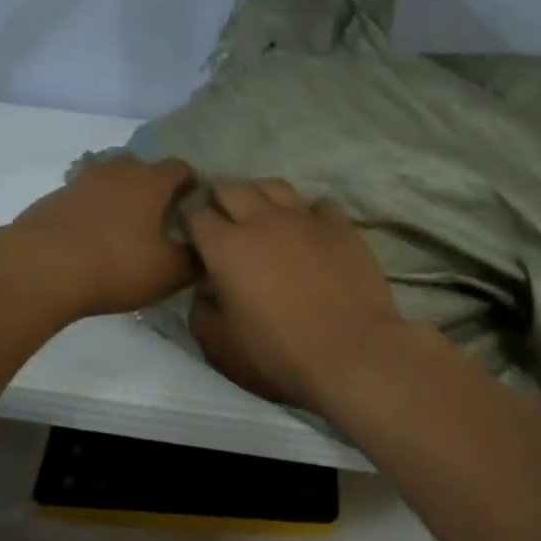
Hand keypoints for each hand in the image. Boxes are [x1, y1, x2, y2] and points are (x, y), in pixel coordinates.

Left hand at [9, 155, 196, 317]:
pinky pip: (82, 199)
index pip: (180, 168)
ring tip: (124, 229)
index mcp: (150, 181)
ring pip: (108, 180)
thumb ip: (195, 259)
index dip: (191, 184)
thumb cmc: (116, 264)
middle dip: (152, 187)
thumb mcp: (169, 271)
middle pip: (141, 167)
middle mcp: (116, 171)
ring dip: (119, 197)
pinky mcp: (52, 200)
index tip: (194, 206)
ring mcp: (80, 182)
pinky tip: (91, 240)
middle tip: (159, 218)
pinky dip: (92, 212)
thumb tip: (205, 251)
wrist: (40, 268)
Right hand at [184, 178, 416, 413]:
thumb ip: (202, 312)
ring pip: (275, 186)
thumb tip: (205, 290)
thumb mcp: (221, 347)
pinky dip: (309, 212)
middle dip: (220, 196)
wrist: (351, 354)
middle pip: (233, 188)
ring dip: (261, 194)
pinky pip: (320, 205)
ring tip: (262, 210)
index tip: (191, 233)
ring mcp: (305, 219)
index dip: (189, 221)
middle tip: (222, 214)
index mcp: (226, 247)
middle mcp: (262, 221)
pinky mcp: (341, 226)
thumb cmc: (278, 354)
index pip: (196, 215)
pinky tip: (310, 228)